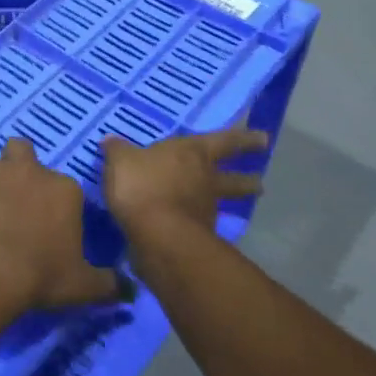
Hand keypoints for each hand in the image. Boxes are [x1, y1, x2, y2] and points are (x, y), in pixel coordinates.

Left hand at [0, 138, 120, 322]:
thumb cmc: (39, 276)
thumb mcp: (82, 287)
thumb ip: (109, 284)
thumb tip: (131, 290)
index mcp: (65, 190)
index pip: (65, 188)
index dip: (56, 206)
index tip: (48, 228)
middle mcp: (34, 170)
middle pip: (27, 154)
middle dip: (23, 171)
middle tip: (16, 204)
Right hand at [102, 126, 269, 262]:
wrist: (157, 236)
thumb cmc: (143, 185)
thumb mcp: (121, 161)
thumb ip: (117, 151)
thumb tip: (111, 141)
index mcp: (193, 153)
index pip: (224, 141)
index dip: (243, 139)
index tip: (264, 139)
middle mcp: (205, 179)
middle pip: (232, 178)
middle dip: (246, 179)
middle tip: (259, 182)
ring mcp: (205, 210)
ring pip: (219, 203)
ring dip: (223, 204)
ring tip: (219, 206)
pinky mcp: (196, 236)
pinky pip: (197, 224)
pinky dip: (195, 223)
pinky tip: (185, 225)